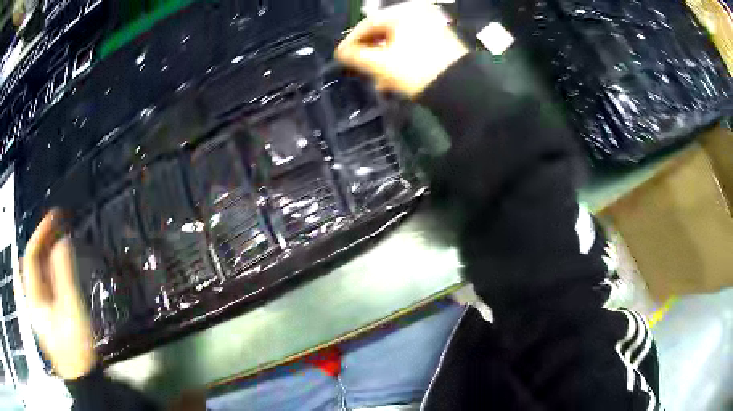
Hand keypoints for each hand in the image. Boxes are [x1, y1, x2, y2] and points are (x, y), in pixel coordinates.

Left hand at [18, 210, 96, 379]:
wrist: (81, 377)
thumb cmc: (75, 346)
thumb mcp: (71, 311)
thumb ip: (64, 274)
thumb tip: (63, 240)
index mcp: (33, 297)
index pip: (30, 256)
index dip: (40, 233)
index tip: (56, 216)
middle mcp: (31, 297)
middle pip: (29, 261)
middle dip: (40, 240)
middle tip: (55, 225)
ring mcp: (37, 306)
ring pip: (34, 271)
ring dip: (43, 251)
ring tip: (56, 237)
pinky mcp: (44, 312)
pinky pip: (41, 281)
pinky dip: (47, 267)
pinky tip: (55, 263)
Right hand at [335, 0, 468, 97]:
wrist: (461, 90)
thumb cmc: (416, 71)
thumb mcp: (380, 64)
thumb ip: (355, 56)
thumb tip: (341, 53)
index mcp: (405, 12)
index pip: (369, 23)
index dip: (351, 41)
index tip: (341, 56)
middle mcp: (421, 13)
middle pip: (385, 32)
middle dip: (370, 53)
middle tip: (359, 68)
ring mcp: (435, 26)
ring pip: (399, 41)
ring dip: (385, 60)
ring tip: (377, 79)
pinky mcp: (443, 41)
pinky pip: (414, 46)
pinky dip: (401, 59)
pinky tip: (394, 77)